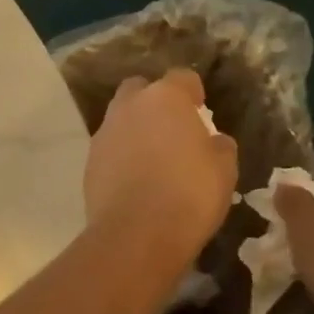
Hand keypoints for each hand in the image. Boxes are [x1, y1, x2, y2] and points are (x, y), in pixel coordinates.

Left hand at [84, 69, 237, 279]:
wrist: (136, 236)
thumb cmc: (189, 194)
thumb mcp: (224, 170)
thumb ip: (220, 146)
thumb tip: (214, 141)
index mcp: (165, 98)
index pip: (182, 77)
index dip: (193, 92)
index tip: (201, 110)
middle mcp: (130, 106)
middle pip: (141, 89)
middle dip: (155, 102)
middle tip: (172, 129)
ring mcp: (104, 133)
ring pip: (121, 118)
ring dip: (136, 129)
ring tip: (153, 158)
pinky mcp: (89, 162)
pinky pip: (110, 148)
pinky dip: (121, 157)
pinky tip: (135, 181)